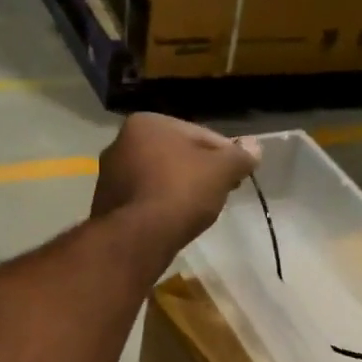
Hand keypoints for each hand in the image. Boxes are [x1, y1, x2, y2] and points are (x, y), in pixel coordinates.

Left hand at [91, 113, 258, 249]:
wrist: (137, 238)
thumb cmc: (180, 192)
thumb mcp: (221, 171)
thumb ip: (240, 156)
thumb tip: (255, 147)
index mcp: (147, 123)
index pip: (199, 134)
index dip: (224, 155)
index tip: (237, 175)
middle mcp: (120, 142)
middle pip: (176, 155)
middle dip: (199, 171)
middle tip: (221, 192)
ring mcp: (109, 175)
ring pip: (159, 177)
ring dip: (179, 188)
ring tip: (199, 210)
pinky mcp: (106, 205)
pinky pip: (144, 199)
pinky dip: (160, 206)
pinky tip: (174, 221)